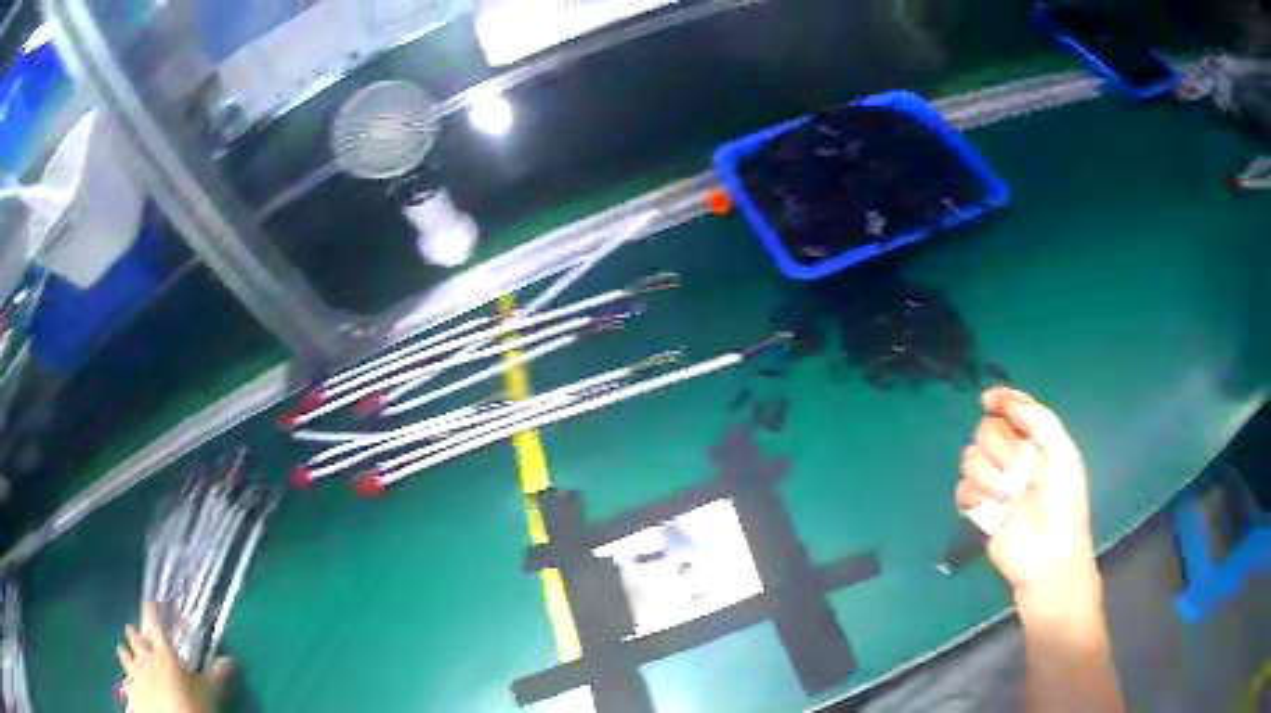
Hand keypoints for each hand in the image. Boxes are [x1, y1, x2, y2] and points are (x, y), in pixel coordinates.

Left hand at [117, 602, 232, 712]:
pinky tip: (125, 675)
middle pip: (137, 639)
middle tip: (133, 628)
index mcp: (164, 654)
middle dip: (135, 633)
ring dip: (125, 651)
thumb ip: (216, 676)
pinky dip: (125, 673)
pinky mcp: (132, 690)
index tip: (154, 602)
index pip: (157, 625)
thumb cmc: (193, 706)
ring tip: (122, 647)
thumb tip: (230, 659)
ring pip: (126, 656)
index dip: (155, 611)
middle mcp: (145, 658)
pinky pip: (126, 677)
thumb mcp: (210, 694)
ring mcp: (136, 674)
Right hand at [957, 387, 1098, 602]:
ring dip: (989, 476)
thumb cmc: (1064, 504)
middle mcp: (1012, 457)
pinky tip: (989, 509)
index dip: (999, 400)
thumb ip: (1038, 420)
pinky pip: (962, 489)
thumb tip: (1004, 401)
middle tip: (1017, 469)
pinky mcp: (978, 509)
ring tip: (1007, 497)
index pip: (1012, 408)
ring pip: (970, 458)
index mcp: (1035, 441)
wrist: (1048, 555)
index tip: (988, 401)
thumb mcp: (1063, 454)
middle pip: (986, 430)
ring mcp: (994, 483)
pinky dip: (974, 497)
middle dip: (999, 447)